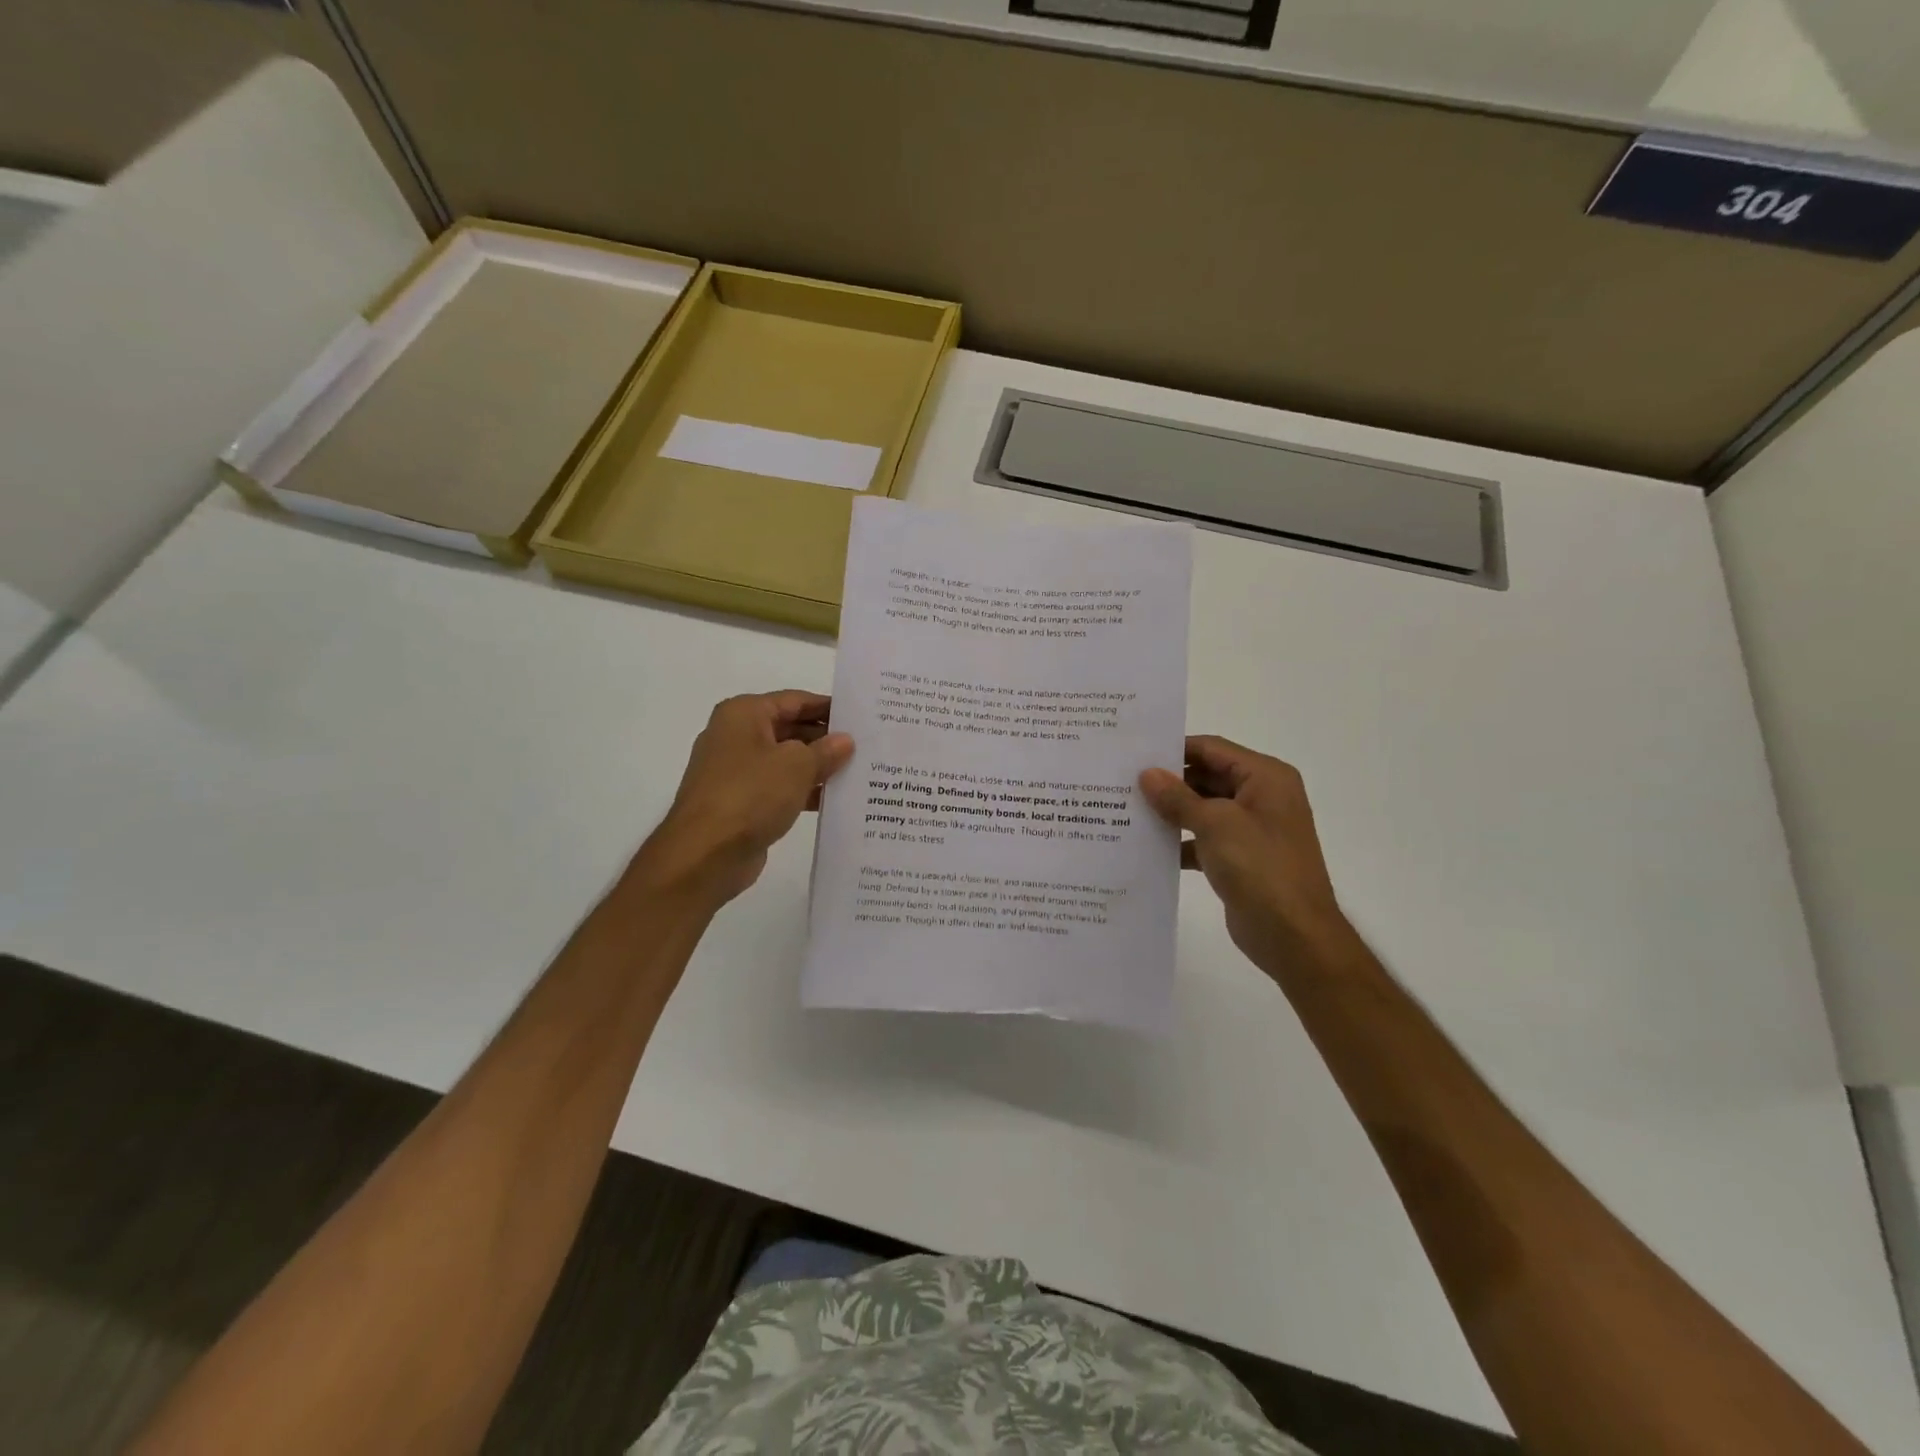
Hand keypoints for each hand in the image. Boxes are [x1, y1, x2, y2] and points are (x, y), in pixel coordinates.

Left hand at [632, 691, 853, 904]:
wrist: (705, 854)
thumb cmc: (751, 794)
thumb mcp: (797, 765)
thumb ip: (825, 750)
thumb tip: (844, 741)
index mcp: (743, 714)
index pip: (794, 700)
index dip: (828, 707)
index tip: (860, 716)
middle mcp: (735, 736)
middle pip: (789, 729)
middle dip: (825, 739)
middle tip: (865, 745)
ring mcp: (735, 771)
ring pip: (785, 761)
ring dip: (817, 767)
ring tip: (858, 772)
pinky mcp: (740, 802)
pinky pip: (778, 788)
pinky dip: (803, 791)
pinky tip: (833, 800)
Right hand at [1140, 736, 1344, 970]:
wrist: (1294, 936)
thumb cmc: (1260, 867)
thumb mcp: (1215, 824)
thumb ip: (1178, 797)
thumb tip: (1147, 774)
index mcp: (1266, 777)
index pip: (1212, 748)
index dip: (1174, 750)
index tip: (1134, 754)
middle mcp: (1262, 797)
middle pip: (1207, 776)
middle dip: (1169, 782)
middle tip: (1123, 782)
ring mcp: (1252, 830)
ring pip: (1203, 809)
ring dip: (1171, 812)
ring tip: (1126, 810)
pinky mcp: (1240, 859)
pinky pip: (1204, 839)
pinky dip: (1180, 841)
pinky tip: (1146, 847)